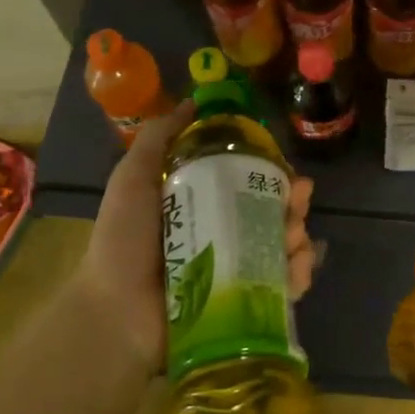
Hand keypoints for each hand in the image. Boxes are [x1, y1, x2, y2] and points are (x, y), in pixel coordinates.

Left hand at [75, 102, 317, 370]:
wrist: (116, 313)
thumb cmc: (124, 241)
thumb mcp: (134, 178)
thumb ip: (159, 138)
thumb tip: (193, 101)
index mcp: (201, 204)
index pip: (246, 181)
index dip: (270, 171)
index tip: (285, 165)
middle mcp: (223, 234)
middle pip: (271, 212)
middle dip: (292, 203)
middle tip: (298, 199)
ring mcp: (236, 271)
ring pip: (283, 247)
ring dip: (298, 237)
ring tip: (294, 237)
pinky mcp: (244, 304)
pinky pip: (282, 288)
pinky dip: (298, 276)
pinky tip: (298, 267)